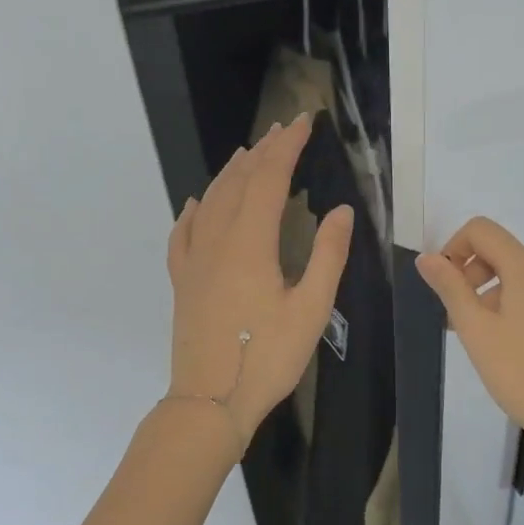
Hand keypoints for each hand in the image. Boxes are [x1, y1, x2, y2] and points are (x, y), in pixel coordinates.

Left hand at [167, 114, 351, 444]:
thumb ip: (328, 256)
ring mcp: (194, 261)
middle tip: (283, 129)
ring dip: (231, 172)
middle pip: (238, 183)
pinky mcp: (182, 282)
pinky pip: (183, 233)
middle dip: (262, 151)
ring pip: (210, 201)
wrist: (210, 402)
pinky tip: (197, 202)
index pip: (268, 180)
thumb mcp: (312, 308)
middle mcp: (217, 242)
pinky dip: (193, 210)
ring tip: (248, 152)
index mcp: (250, 244)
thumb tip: (341, 210)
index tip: (303, 122)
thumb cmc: (268, 357)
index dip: (286, 147)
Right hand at [415, 216, 523, 453]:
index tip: (444, 286)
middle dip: (471, 274)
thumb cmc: (520, 372)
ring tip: (481, 338)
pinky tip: (510, 346)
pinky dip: (514, 305)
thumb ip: (450, 288)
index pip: (482, 230)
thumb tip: (427, 258)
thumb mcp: (476, 330)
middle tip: (457, 318)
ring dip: (491, 293)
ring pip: (519, 275)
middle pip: (501, 251)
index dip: (454, 248)